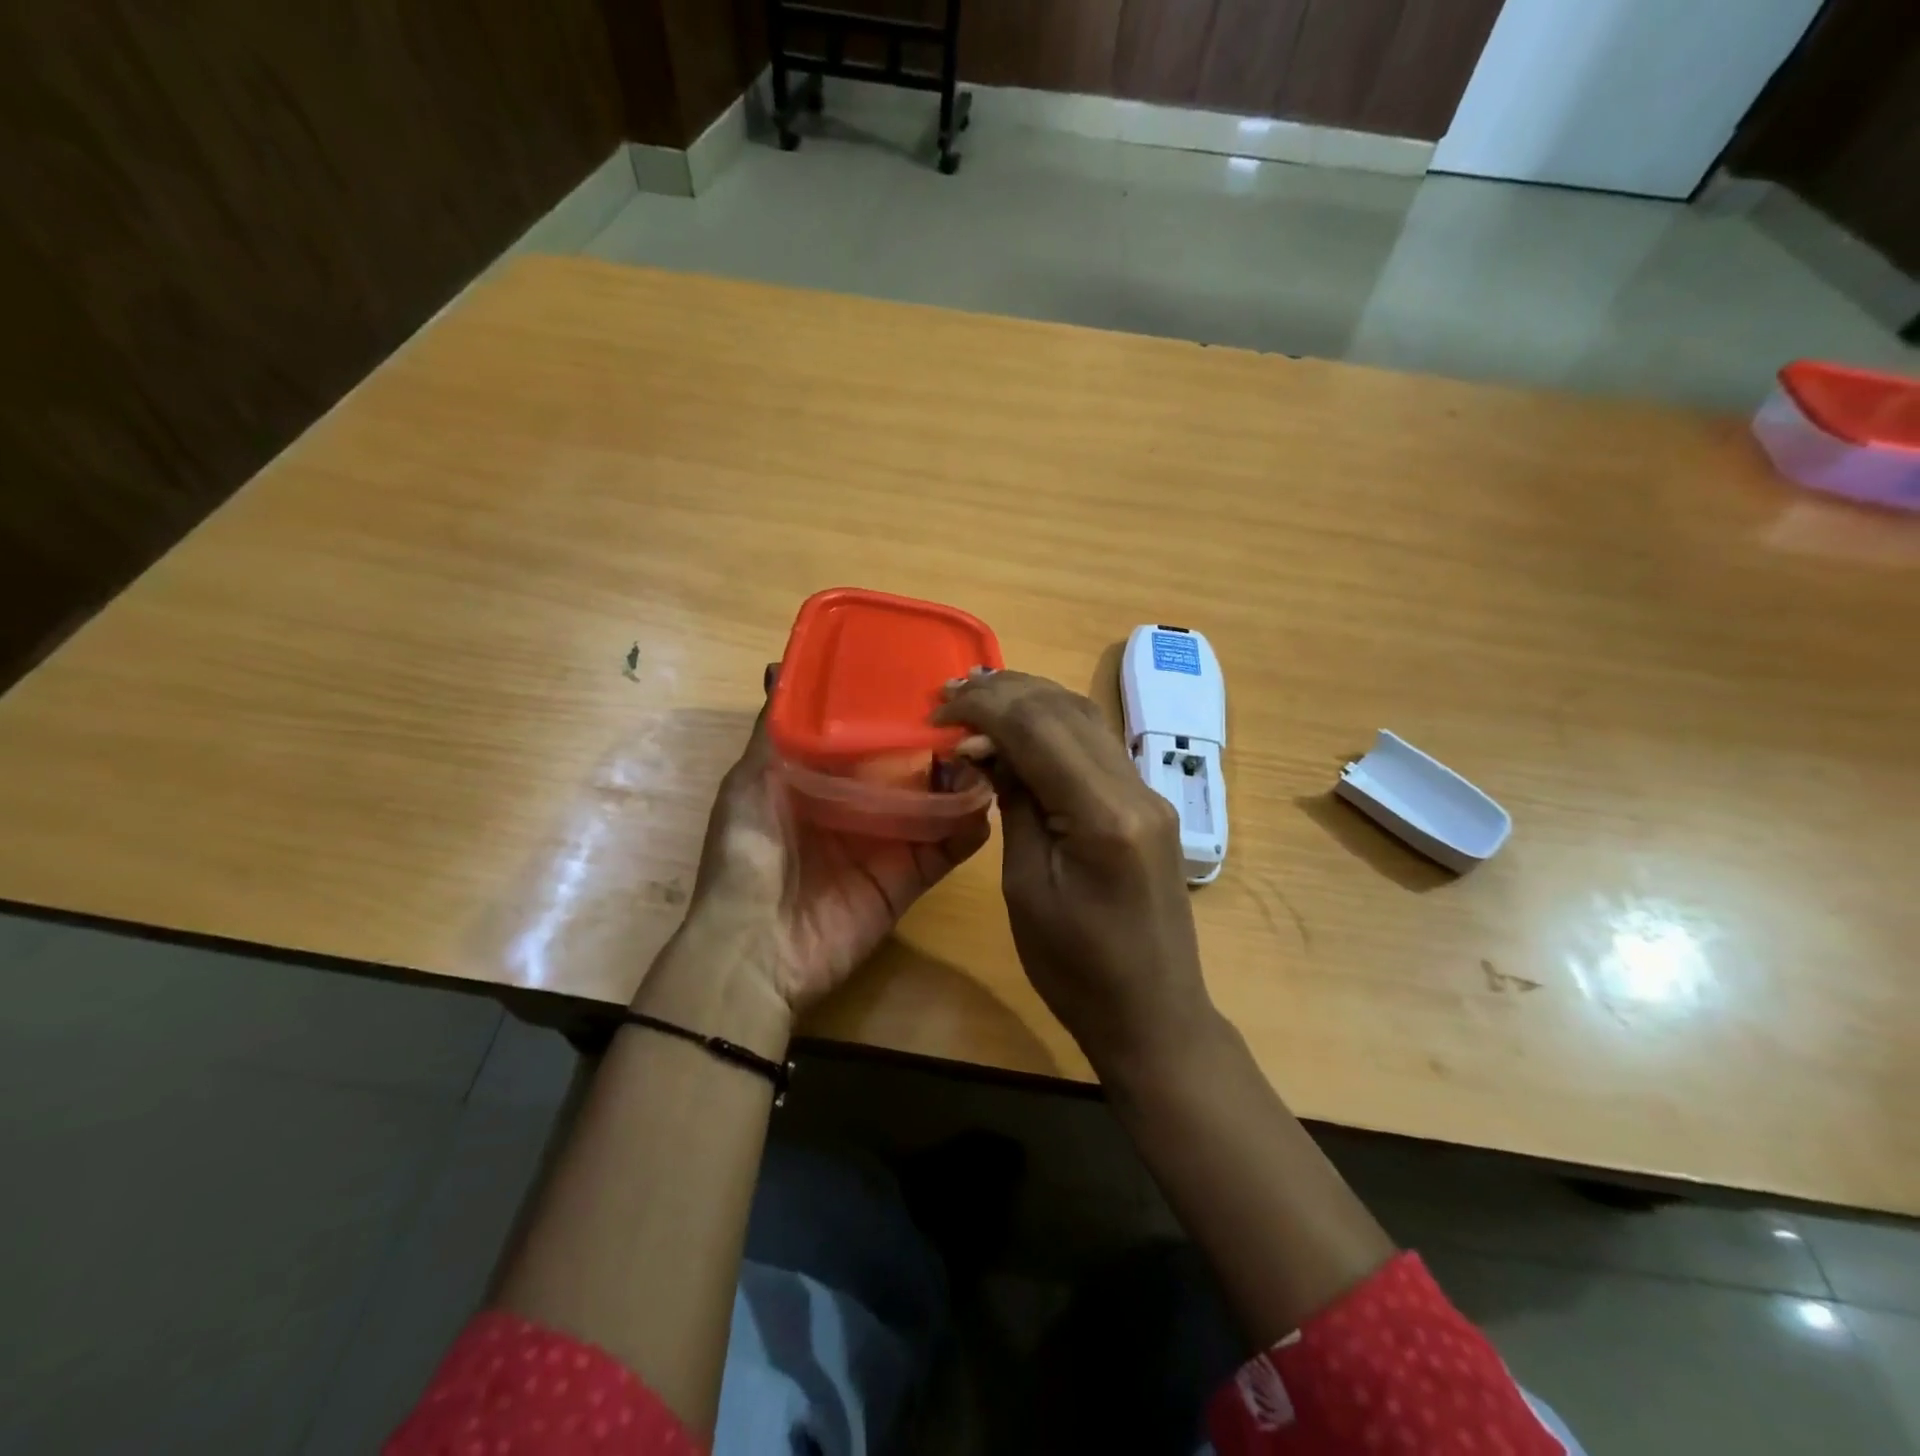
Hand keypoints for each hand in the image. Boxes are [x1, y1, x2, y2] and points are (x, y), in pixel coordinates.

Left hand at [672, 668, 990, 1016]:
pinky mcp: (912, 877)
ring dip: (964, 777)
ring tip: (986, 749)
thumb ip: (775, 731)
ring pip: (938, 800)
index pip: (869, 735)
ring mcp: (891, 841)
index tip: (925, 678)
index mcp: (824, 778)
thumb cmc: (748, 855)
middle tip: (971, 710)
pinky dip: (971, 825)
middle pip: (911, 765)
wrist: (757, 950)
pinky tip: (985, 802)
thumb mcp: (750, 782)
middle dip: (940, 739)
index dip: (895, 708)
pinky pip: (950, 847)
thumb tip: (779, 667)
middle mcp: (862, 805)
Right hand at [934, 669, 1216, 1078]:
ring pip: (1085, 718)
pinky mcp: (1146, 803)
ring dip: (1030, 701)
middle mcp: (1136, 789)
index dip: (983, 707)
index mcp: (1104, 815)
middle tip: (950, 697)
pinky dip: (1053, 726)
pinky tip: (1020, 731)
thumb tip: (987, 747)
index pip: (1039, 727)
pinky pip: (1096, 745)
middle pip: (1065, 709)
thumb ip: (1013, 803)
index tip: (937, 712)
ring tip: (978, 702)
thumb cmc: (1075, 970)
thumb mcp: (1026, 887)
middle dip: (1004, 693)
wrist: (1152, 1014)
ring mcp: (1148, 793)